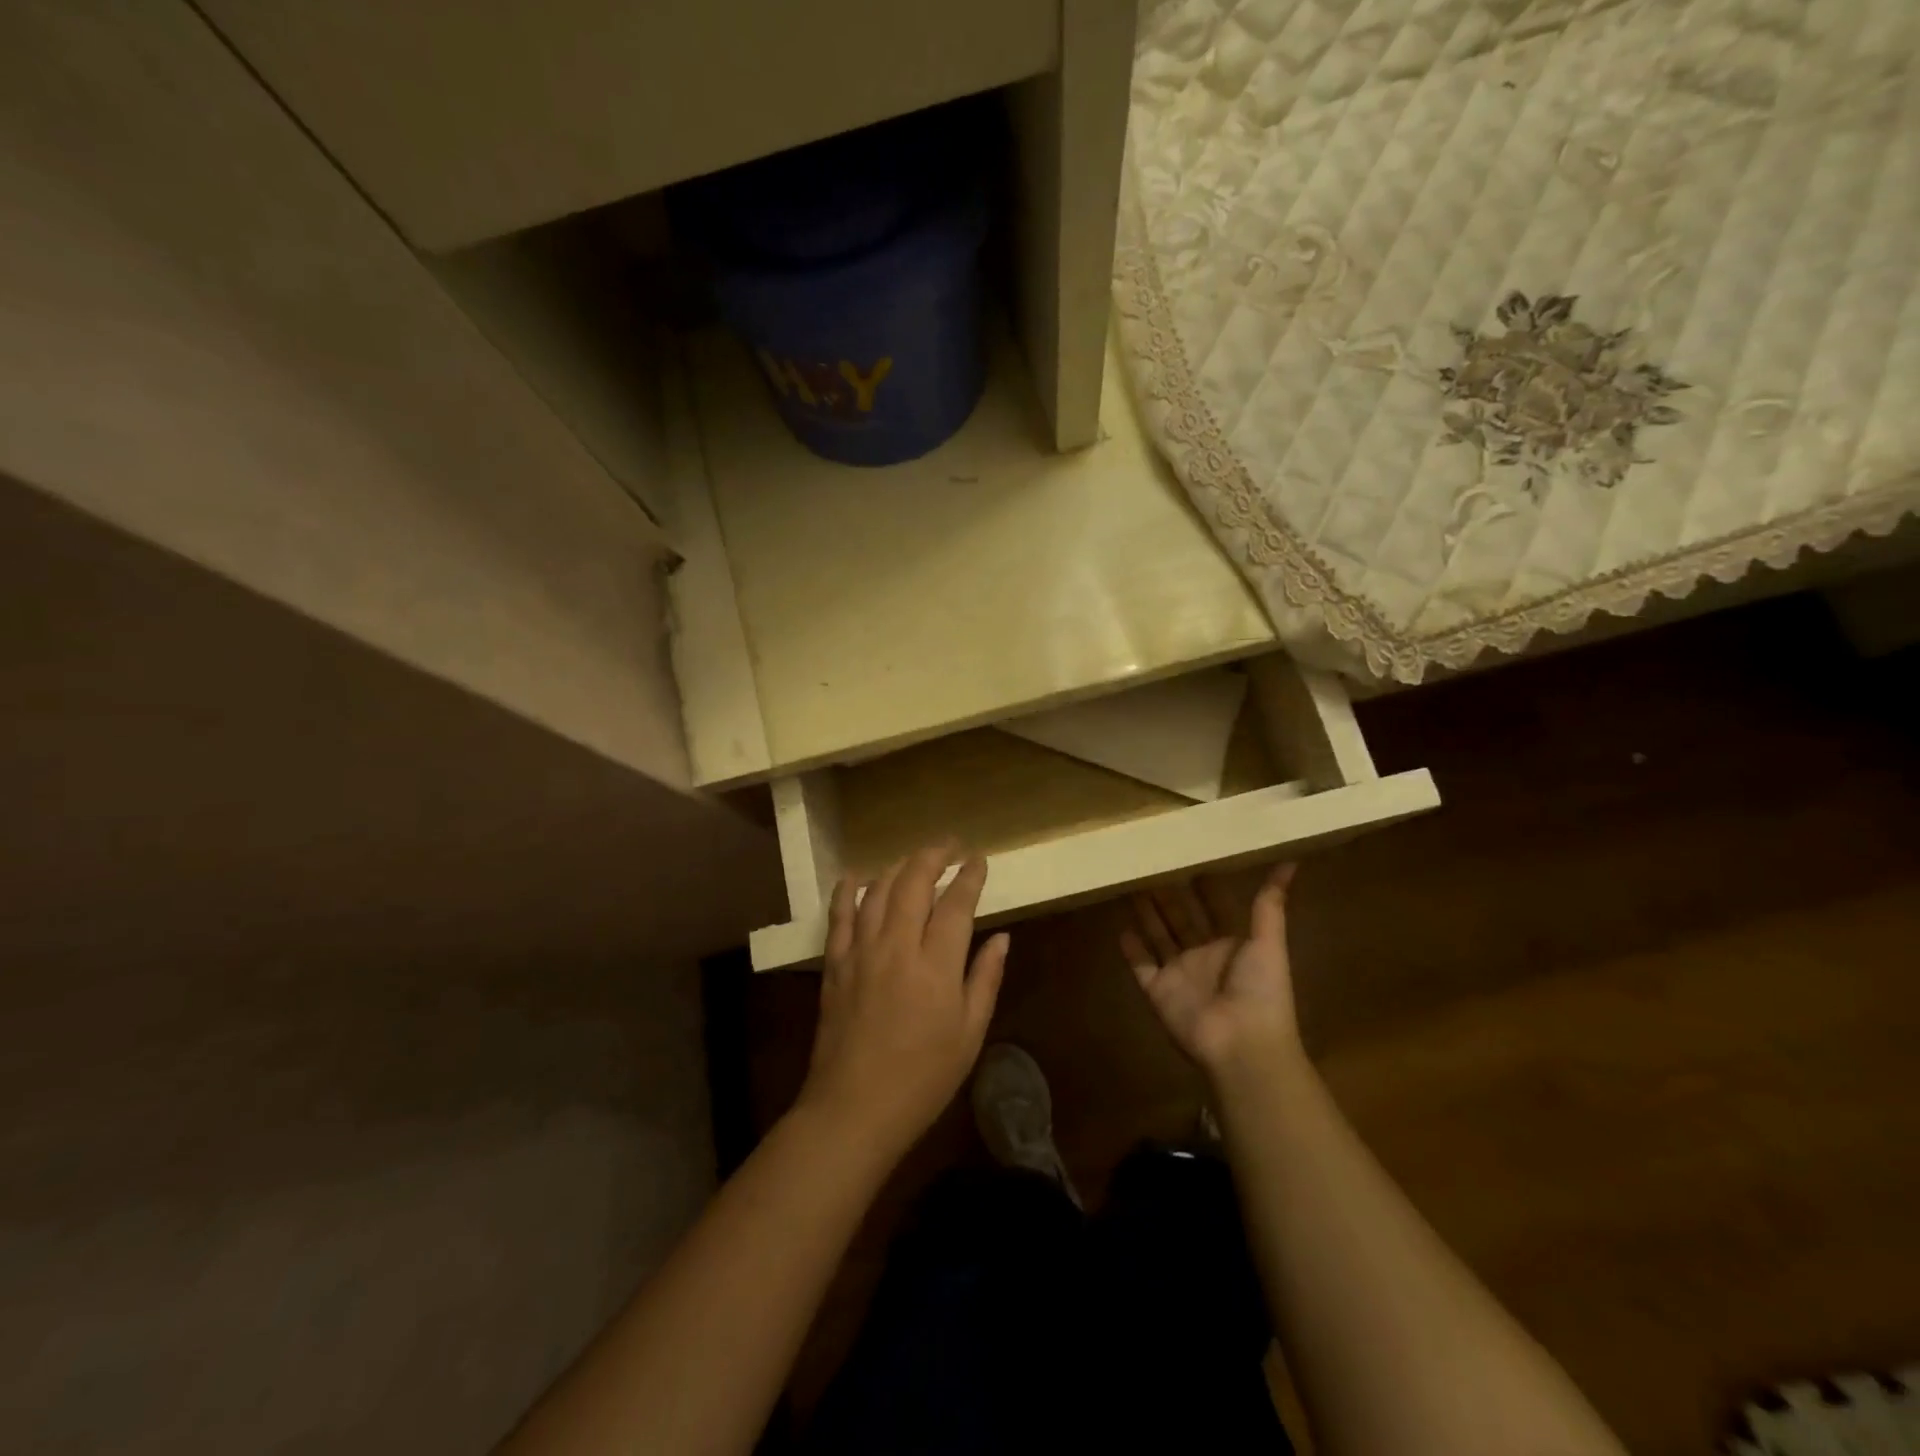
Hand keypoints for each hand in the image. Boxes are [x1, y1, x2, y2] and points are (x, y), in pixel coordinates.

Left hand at [797, 844, 1008, 1161]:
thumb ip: (985, 979)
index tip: (979, 859)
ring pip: (879, 889)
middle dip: (934, 854)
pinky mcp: (835, 963)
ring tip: (916, 860)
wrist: (854, 1108)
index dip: (970, 875)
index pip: (957, 903)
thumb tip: (1002, 937)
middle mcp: (897, 946)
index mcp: (937, 965)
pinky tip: (859, 876)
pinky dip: (850, 888)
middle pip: (914, 881)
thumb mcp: (969, 1034)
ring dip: (899, 866)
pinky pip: (840, 914)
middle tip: (950, 845)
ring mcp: (861, 951)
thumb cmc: (923, 1078)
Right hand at [1121, 862, 1302, 1078]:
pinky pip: (1141, 966)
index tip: (1187, 854)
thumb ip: (1270, 904)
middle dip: (1167, 895)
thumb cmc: (1260, 991)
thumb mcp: (1269, 942)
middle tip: (1149, 863)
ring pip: (1159, 937)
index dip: (1202, 885)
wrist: (1242, 1044)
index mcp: (1231, 945)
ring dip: (1147, 914)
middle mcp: (1203, 956)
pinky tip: (1120, 927)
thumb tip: (1291, 861)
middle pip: (1181, 919)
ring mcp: (1178, 975)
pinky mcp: (1157, 991)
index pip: (1212, 908)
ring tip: (1130, 885)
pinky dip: (1131, 949)